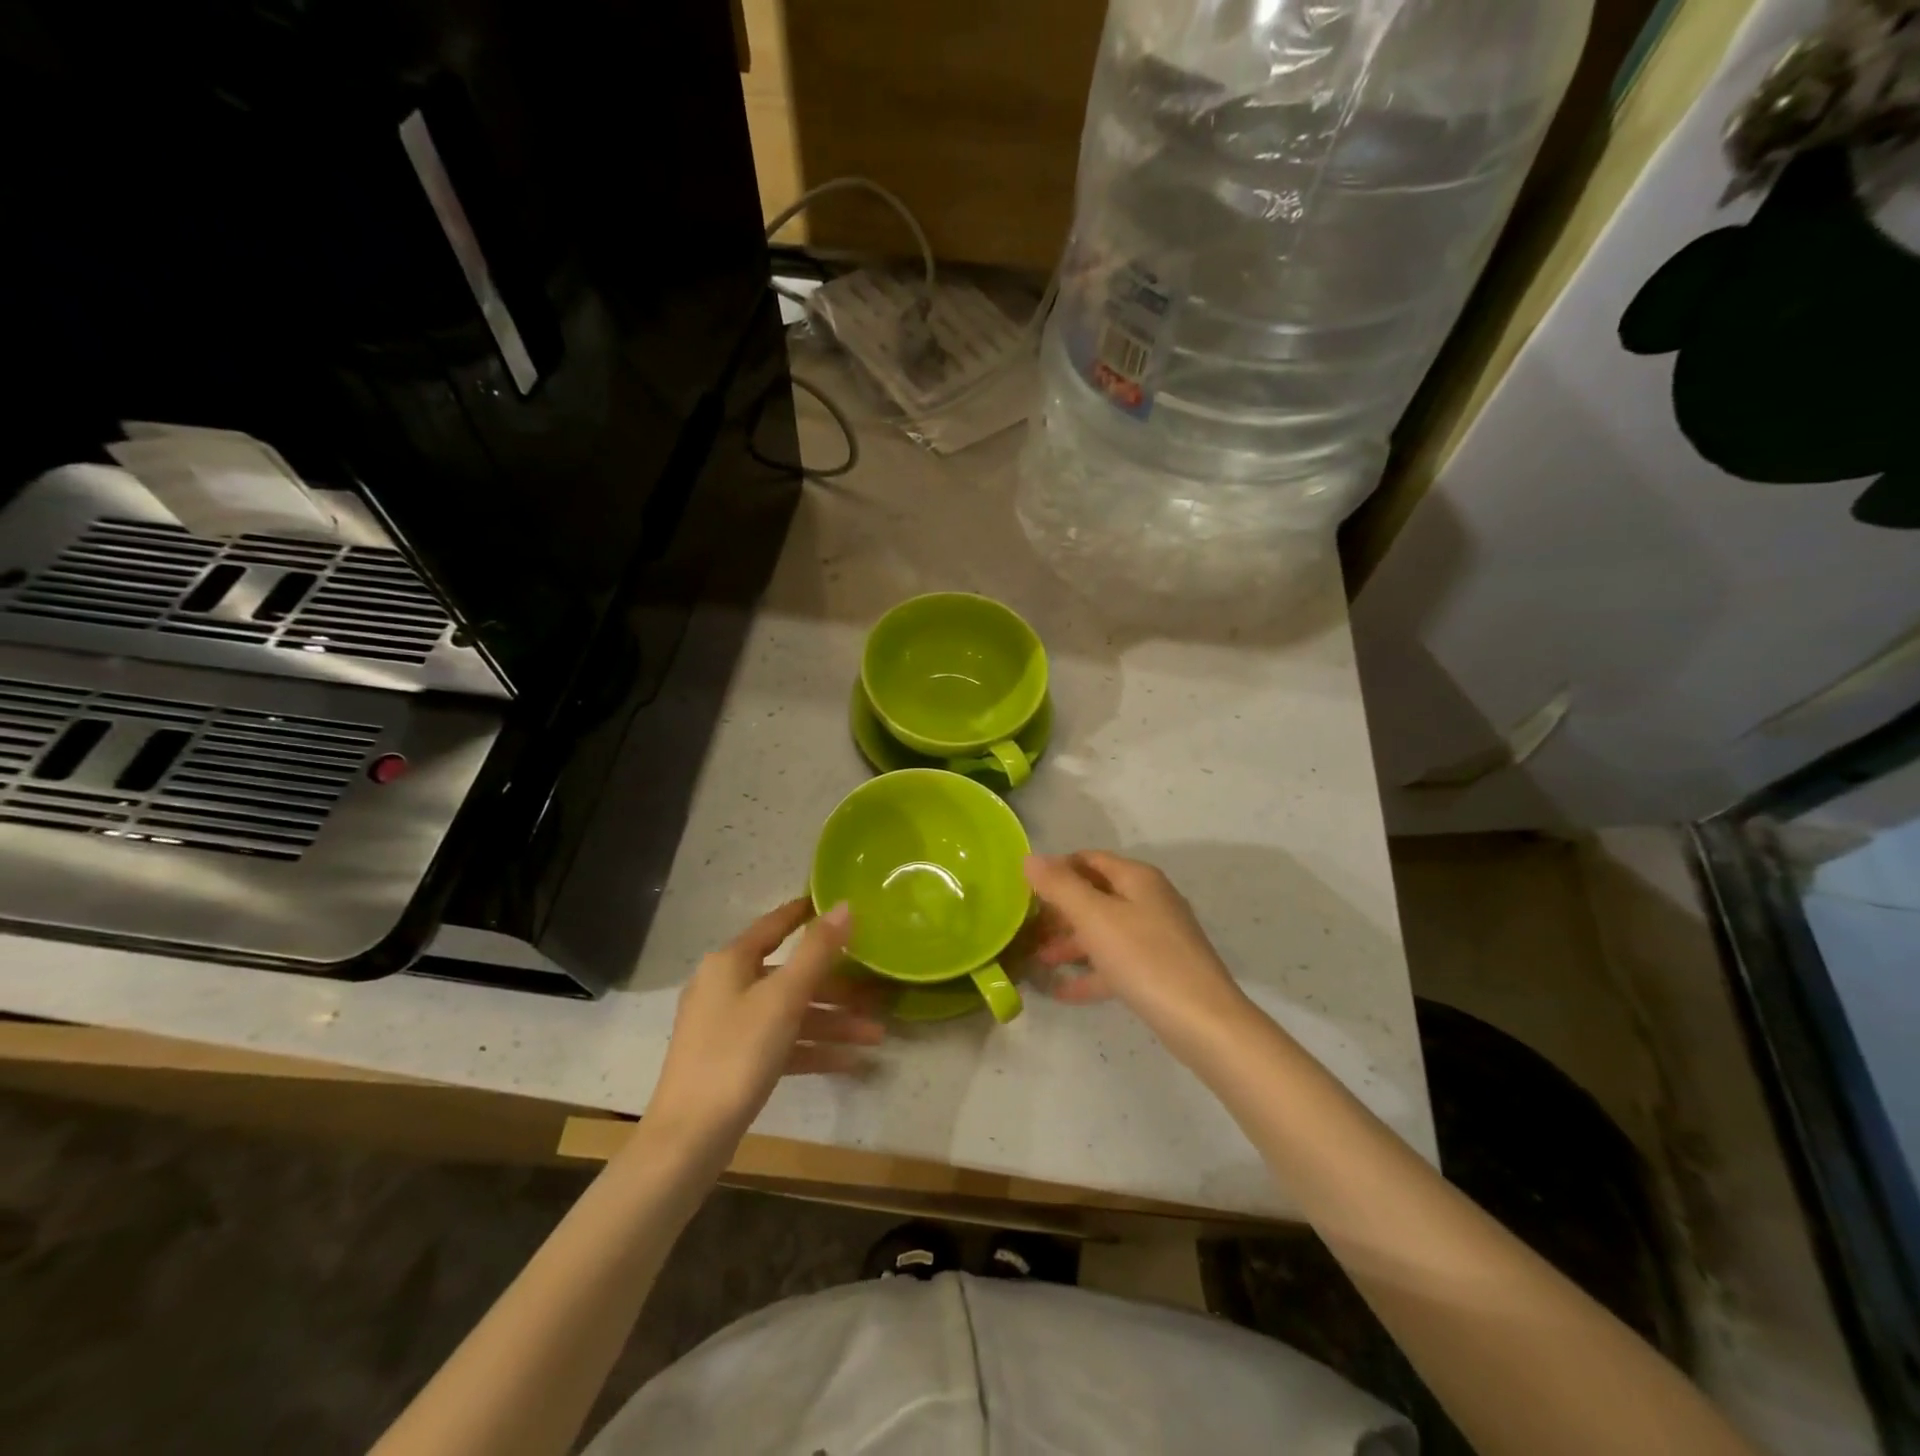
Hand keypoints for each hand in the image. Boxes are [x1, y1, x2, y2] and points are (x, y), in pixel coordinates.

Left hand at [647, 899, 883, 1144]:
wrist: (689, 1139)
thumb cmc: (737, 1054)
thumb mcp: (783, 998)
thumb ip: (817, 951)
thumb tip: (844, 906)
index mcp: (730, 962)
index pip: (775, 926)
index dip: (805, 913)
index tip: (838, 906)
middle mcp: (727, 986)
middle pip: (790, 976)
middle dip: (836, 988)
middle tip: (876, 994)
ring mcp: (729, 1026)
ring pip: (790, 1013)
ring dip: (832, 1023)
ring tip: (876, 1036)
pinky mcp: (734, 1061)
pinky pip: (781, 1043)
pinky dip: (813, 1049)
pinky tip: (850, 1063)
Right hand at [1023, 852, 1253, 1063]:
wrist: (1203, 1022)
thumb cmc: (1145, 959)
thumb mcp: (1095, 918)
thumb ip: (1060, 886)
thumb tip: (1031, 858)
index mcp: (1137, 879)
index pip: (1089, 860)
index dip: (1057, 869)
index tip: (1024, 890)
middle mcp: (1149, 900)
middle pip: (1096, 895)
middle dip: (1060, 910)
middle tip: (1026, 927)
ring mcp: (1156, 937)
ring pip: (1104, 931)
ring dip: (1071, 943)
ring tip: (1037, 960)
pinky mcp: (1158, 971)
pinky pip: (1116, 964)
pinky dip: (1090, 973)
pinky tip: (1062, 991)